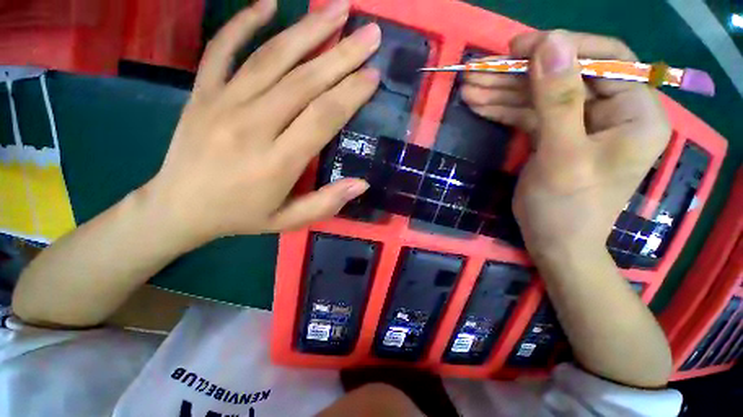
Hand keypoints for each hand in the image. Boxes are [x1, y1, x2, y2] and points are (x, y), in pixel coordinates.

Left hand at [141, 0, 379, 246]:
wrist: (177, 208)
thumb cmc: (239, 216)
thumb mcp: (287, 221)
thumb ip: (325, 203)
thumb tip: (362, 184)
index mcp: (276, 162)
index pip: (322, 117)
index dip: (350, 94)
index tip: (373, 76)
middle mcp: (252, 125)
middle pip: (304, 81)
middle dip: (342, 54)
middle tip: (370, 33)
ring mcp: (222, 102)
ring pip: (272, 57)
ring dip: (308, 28)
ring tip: (338, 7)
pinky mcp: (201, 92)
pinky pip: (223, 48)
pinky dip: (244, 22)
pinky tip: (268, 3)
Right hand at [462, 31, 670, 253]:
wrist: (553, 242)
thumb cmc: (566, 208)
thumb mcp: (563, 155)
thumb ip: (558, 99)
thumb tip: (550, 42)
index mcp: (636, 113)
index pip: (605, 60)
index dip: (562, 47)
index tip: (517, 47)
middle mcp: (613, 111)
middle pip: (563, 76)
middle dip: (518, 73)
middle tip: (478, 70)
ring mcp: (580, 123)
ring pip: (540, 95)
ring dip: (502, 91)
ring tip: (469, 87)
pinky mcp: (555, 135)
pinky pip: (529, 113)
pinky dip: (503, 109)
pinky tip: (478, 104)